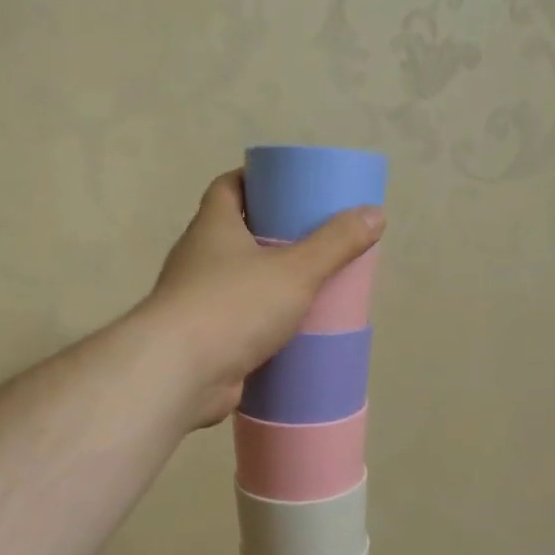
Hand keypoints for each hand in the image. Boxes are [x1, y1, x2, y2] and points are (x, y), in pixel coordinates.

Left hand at [145, 170, 382, 427]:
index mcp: (212, 227)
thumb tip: (376, 214)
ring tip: (311, 285)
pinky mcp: (202, 339)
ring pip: (237, 281)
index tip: (289, 187)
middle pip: (236, 234)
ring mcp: (196, 301)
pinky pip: (237, 321)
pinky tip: (291, 331)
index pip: (229, 187)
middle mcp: (198, 258)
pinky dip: (260, 323)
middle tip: (315, 239)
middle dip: (272, 234)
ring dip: (267, 282)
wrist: (179, 373)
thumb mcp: (295, 270)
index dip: (256, 180)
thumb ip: (335, 243)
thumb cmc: (234, 306)